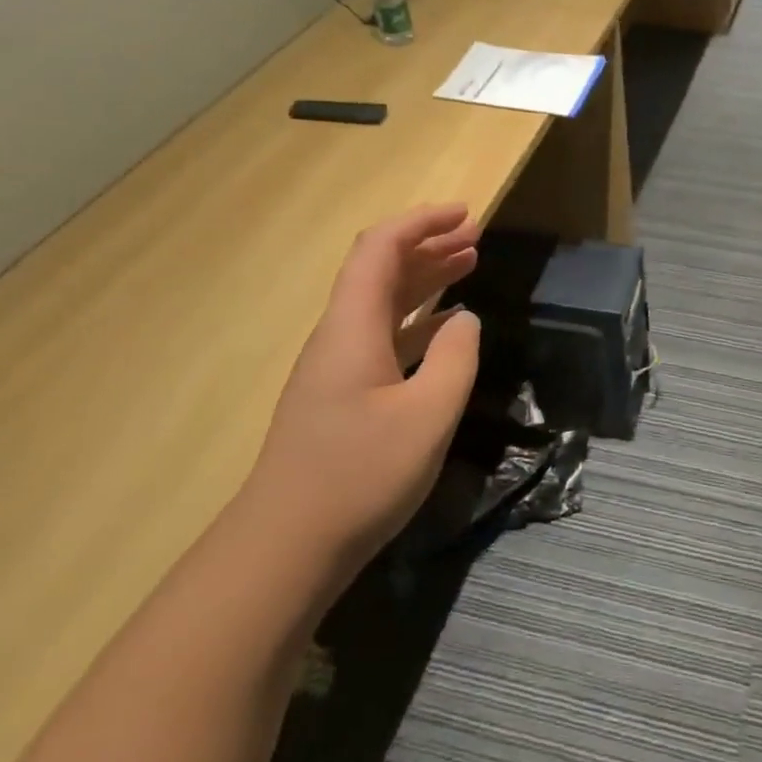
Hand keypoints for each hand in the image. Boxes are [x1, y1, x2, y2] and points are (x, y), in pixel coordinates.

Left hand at [248, 205, 481, 575]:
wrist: (286, 548)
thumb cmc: (361, 475)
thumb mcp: (429, 414)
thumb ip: (456, 358)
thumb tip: (465, 321)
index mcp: (352, 328)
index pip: (381, 249)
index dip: (422, 222)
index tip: (466, 213)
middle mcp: (339, 336)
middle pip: (381, 270)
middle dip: (428, 245)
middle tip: (475, 237)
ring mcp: (336, 368)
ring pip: (381, 303)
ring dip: (424, 279)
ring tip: (468, 266)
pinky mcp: (340, 396)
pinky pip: (382, 336)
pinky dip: (417, 319)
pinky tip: (445, 329)